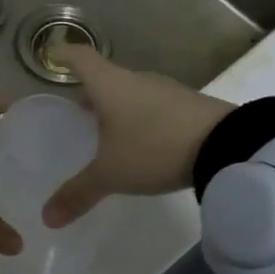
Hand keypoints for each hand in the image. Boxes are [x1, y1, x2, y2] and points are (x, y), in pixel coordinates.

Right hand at [42, 47, 234, 227]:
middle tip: (76, 111)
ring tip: (107, 130)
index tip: (52, 55)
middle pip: (106, 78)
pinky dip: (141, 118)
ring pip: (131, 93)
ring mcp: (166, 91)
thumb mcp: (112, 174)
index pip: (80, 58)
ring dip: (117, 106)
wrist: (227, 144)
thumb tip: (47, 218)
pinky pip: (154, 106)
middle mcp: (136, 81)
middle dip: (90, 92)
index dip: (64, 55)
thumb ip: (79, 193)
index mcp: (110, 85)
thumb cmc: (154, 148)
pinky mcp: (189, 106)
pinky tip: (142, 142)